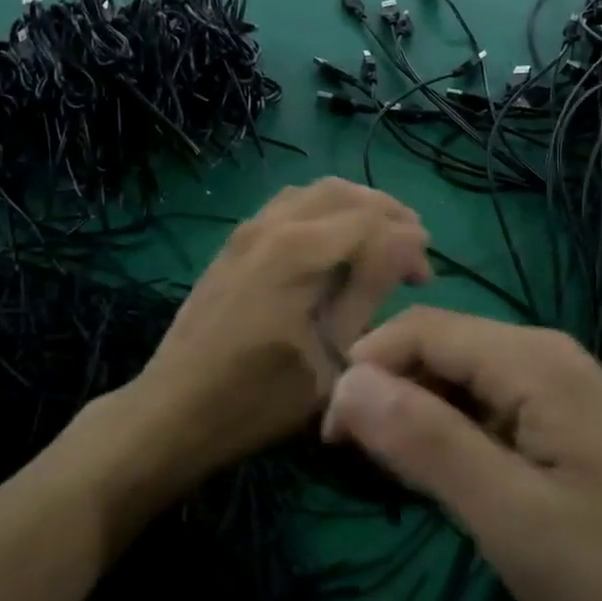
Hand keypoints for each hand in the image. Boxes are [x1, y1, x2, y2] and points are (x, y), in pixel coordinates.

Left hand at [113, 178, 430, 490]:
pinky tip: (333, 242)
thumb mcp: (331, 354)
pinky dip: (322, 211)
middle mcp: (272, 224)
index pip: (372, 221)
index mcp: (299, 249)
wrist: (176, 409)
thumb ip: (370, 289)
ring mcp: (247, 230)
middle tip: (411, 249)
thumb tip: (408, 243)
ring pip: (314, 192)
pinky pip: (287, 205)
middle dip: (386, 213)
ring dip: (354, 207)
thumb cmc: (260, 396)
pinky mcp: (234, 243)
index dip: (409, 242)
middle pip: (344, 192)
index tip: (425, 279)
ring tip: (379, 240)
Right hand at [322, 307, 601, 600]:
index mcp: (531, 359)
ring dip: (417, 418)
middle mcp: (545, 358)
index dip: (365, 368)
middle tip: (355, 464)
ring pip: (462, 382)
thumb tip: (345, 382)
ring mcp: (560, 393)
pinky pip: (490, 412)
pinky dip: (453, 437)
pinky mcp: (567, 430)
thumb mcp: (509, 514)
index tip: (327, 434)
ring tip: (391, 477)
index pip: (420, 329)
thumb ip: (424, 440)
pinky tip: (444, 481)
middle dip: (388, 393)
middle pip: (440, 349)